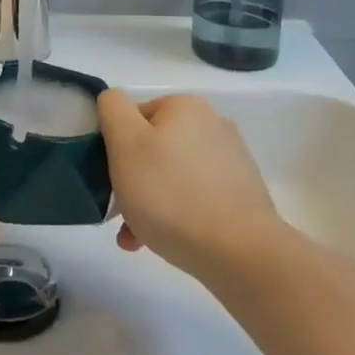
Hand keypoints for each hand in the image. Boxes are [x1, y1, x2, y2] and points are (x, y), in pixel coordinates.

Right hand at [98, 89, 283, 280]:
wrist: (241, 253)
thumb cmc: (172, 194)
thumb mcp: (125, 143)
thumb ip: (113, 109)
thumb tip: (114, 101)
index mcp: (185, 106)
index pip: (134, 118)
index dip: (117, 148)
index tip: (112, 181)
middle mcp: (212, 123)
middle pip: (154, 147)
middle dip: (133, 180)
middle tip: (121, 216)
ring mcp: (231, 160)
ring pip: (173, 175)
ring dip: (151, 201)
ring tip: (137, 239)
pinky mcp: (242, 194)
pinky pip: (197, 196)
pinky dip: (177, 214)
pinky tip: (166, 242)